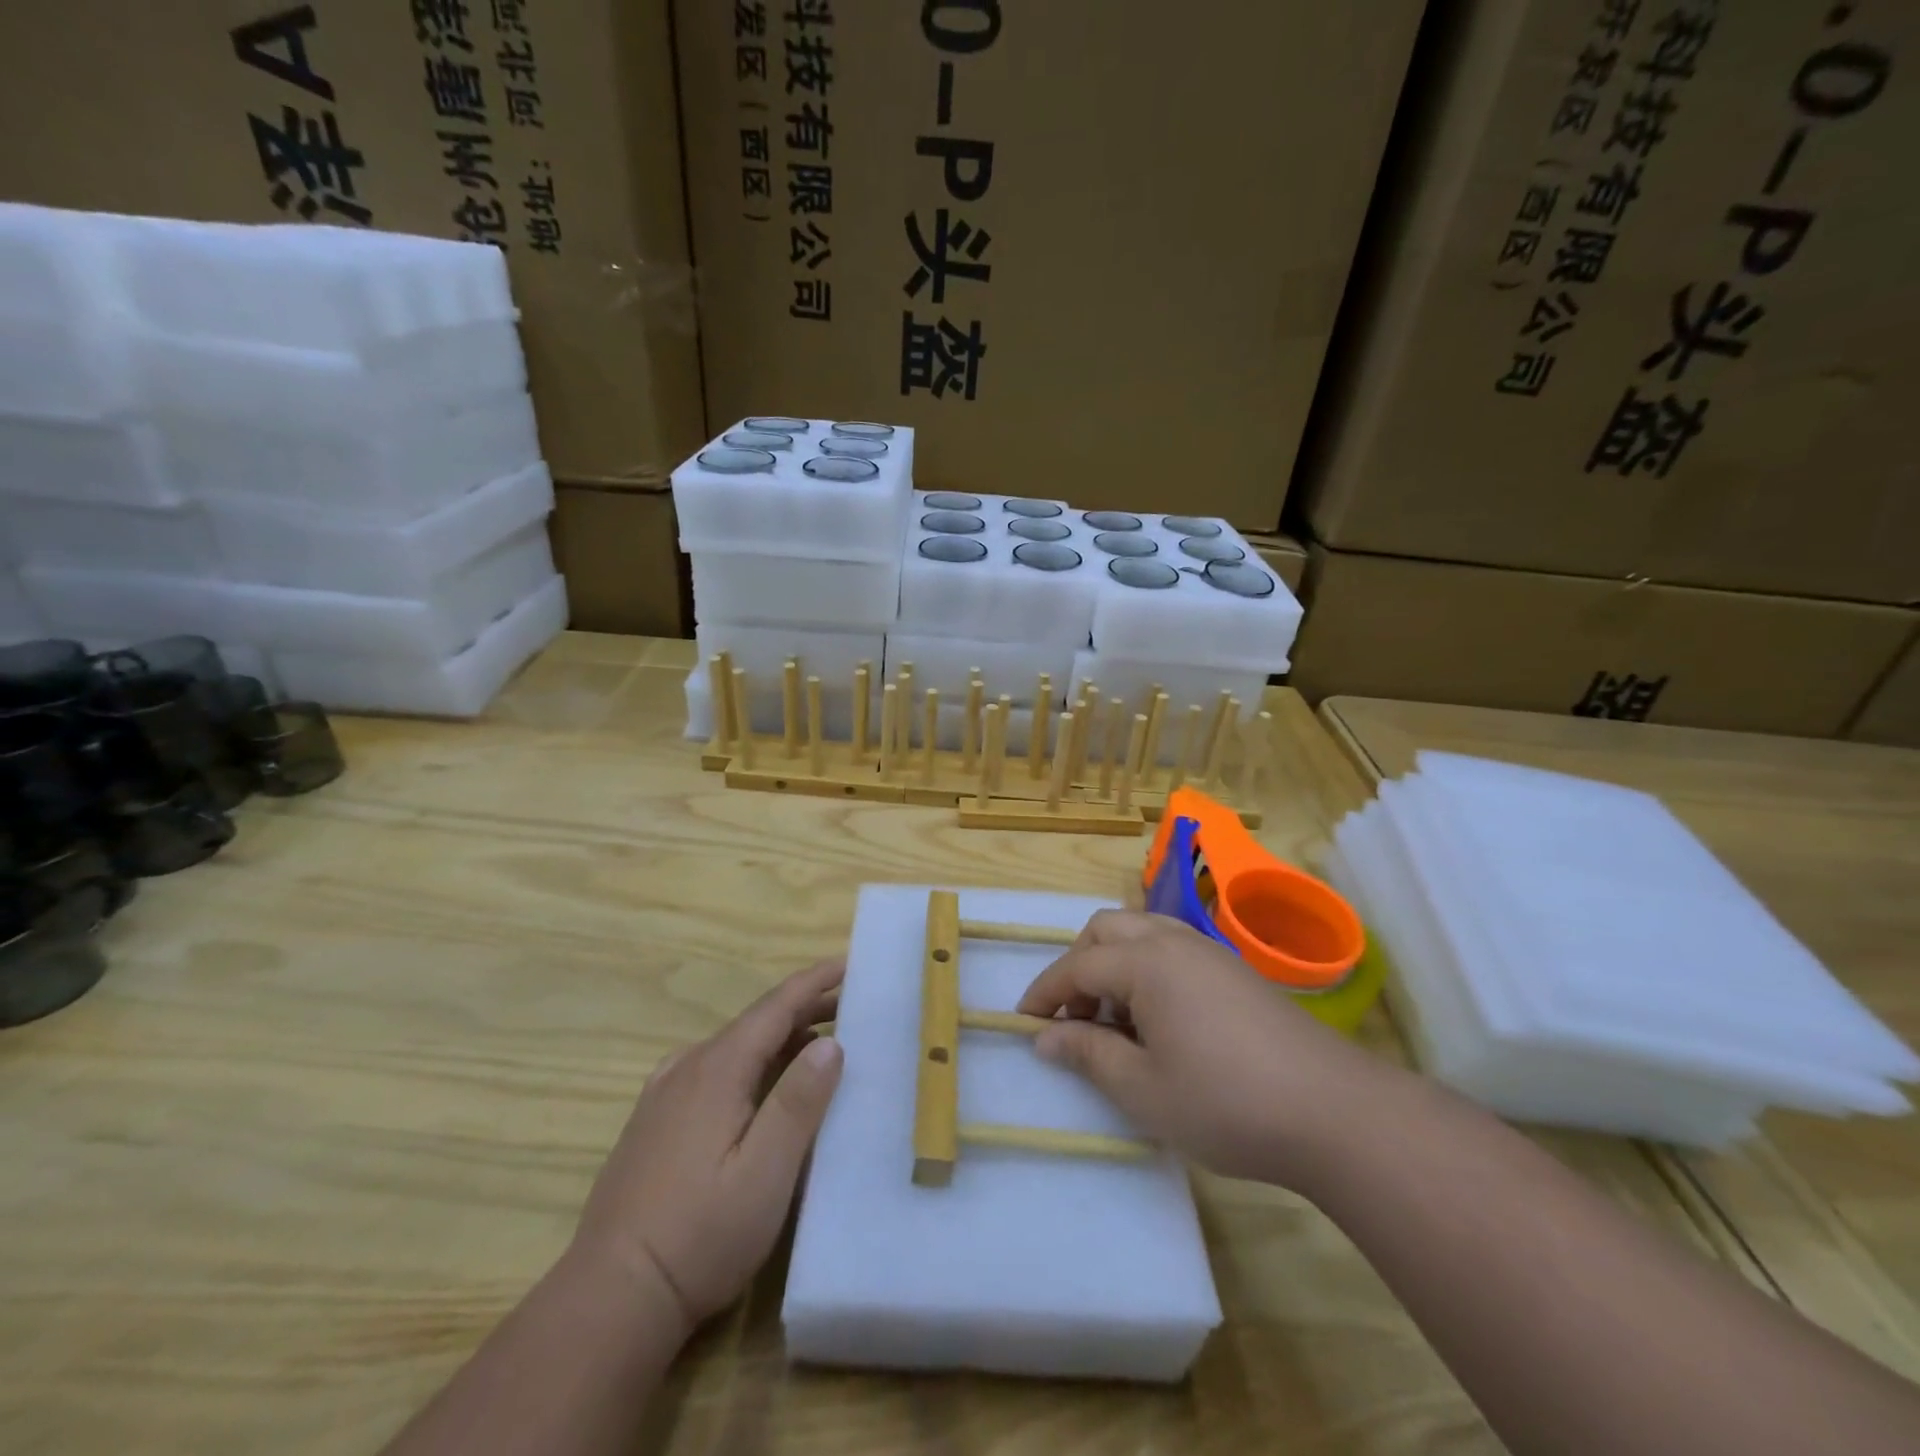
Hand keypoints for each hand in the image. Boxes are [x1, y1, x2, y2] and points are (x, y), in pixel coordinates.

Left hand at [574, 958, 844, 1335]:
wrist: (610, 1298)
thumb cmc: (699, 1235)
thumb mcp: (765, 1173)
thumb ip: (798, 1102)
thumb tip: (830, 1044)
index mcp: (716, 1069)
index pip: (775, 1006)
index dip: (814, 981)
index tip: (849, 962)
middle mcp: (687, 1068)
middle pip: (755, 1023)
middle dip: (803, 1010)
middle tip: (850, 1009)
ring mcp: (664, 1095)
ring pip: (732, 1048)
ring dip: (778, 1039)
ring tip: (817, 1048)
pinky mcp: (654, 1122)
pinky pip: (712, 1071)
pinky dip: (750, 1063)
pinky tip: (760, 1088)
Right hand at [1017, 910, 1398, 1190]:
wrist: (1334, 1113)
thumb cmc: (1226, 1102)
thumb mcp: (1143, 1089)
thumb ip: (1088, 1054)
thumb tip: (1045, 1038)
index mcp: (1147, 961)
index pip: (1079, 964)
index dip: (1045, 992)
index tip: (1022, 1022)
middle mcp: (1175, 942)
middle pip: (1108, 930)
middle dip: (1078, 966)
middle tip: (1072, 1017)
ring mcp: (1210, 952)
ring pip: (1143, 933)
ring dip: (1114, 964)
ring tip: (1114, 1019)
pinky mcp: (1235, 972)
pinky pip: (1173, 949)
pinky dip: (1147, 970)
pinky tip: (1159, 1021)